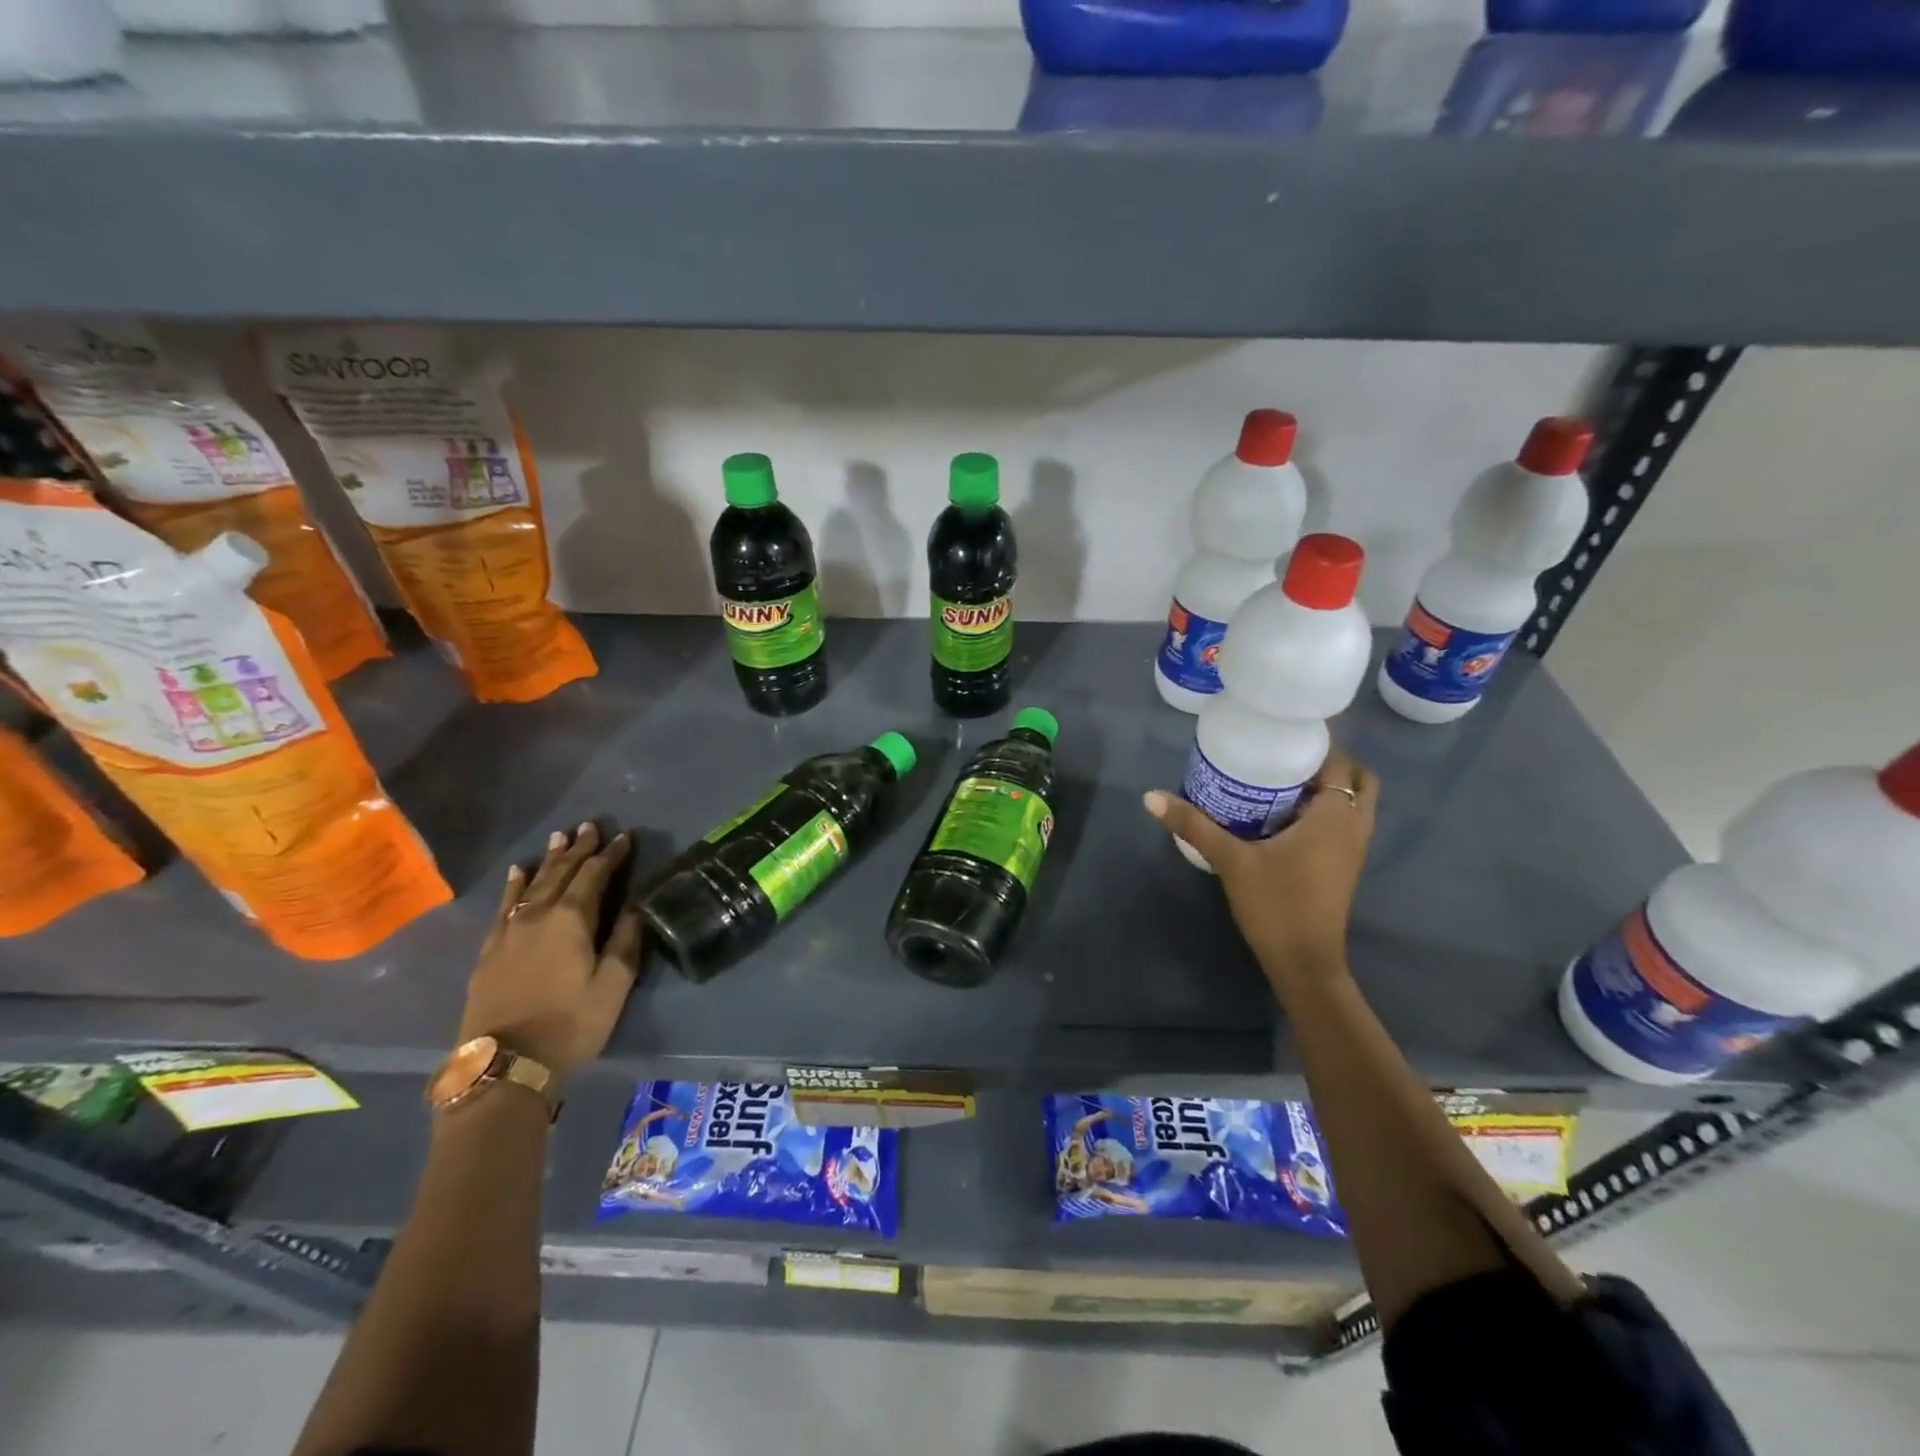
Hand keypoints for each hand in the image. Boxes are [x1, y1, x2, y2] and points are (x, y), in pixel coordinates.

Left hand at [456, 823, 643, 1081]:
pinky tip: (518, 872)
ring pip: (532, 883)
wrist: (503, 1064)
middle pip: (561, 872)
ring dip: (549, 860)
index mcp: (572, 919)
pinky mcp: (490, 949)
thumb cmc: (570, 1024)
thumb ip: (626, 940)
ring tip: (560, 838)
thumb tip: (635, 905)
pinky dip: (515, 885)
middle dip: (579, 849)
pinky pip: (505, 905)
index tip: (625, 837)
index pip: (595, 875)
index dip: (611, 855)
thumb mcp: (613, 985)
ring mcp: (509, 931)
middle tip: (590, 826)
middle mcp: (538, 915)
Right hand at [1144, 749, 1378, 978]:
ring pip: (1354, 802)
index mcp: (1335, 816)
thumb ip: (1193, 825)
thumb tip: (1150, 796)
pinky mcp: (1344, 866)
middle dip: (1326, 762)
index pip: (1339, 760)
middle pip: (1356, 777)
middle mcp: (1354, 826)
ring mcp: (1354, 849)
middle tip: (1283, 755)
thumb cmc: (1276, 904)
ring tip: (1280, 780)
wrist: (1304, 963)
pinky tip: (1281, 815)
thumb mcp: (1231, 860)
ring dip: (1327, 787)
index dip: (1317, 741)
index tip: (1283, 729)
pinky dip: (1324, 810)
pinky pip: (1344, 822)